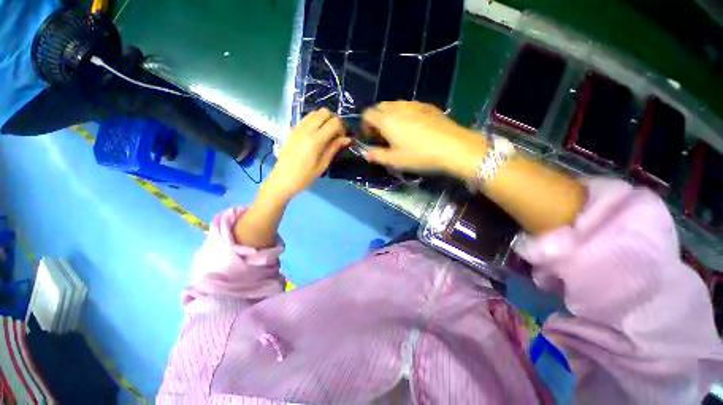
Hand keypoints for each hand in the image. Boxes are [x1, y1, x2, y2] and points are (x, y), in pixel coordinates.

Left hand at [264, 108, 350, 199]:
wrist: (282, 180)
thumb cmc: (305, 177)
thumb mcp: (323, 164)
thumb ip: (334, 148)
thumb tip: (347, 139)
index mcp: (315, 140)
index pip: (334, 122)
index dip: (342, 128)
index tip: (342, 138)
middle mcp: (306, 129)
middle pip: (324, 112)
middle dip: (333, 120)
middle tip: (335, 134)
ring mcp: (297, 128)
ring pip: (314, 113)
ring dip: (324, 119)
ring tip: (326, 134)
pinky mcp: (292, 130)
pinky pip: (306, 119)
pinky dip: (315, 122)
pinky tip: (316, 135)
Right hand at [362, 101, 486, 177]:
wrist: (454, 147)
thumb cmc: (420, 156)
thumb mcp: (395, 160)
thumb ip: (376, 155)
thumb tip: (365, 153)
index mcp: (387, 119)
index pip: (367, 114)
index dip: (365, 126)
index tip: (371, 139)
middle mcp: (398, 107)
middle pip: (380, 107)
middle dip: (377, 120)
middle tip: (383, 137)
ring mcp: (414, 104)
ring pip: (394, 105)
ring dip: (390, 117)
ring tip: (398, 133)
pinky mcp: (427, 106)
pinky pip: (409, 106)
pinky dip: (404, 115)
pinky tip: (413, 128)